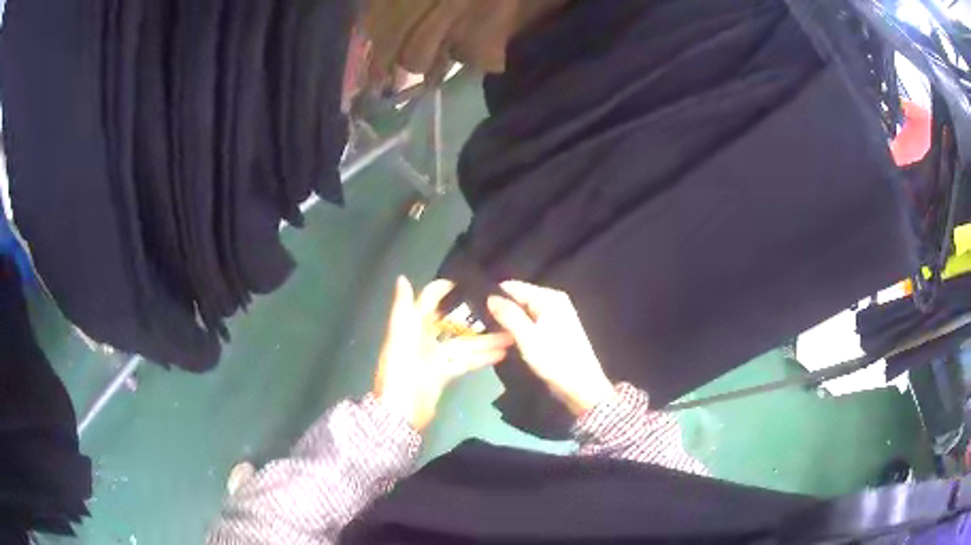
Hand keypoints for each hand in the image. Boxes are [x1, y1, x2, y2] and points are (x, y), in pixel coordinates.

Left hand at [374, 276, 512, 430]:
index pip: (429, 301)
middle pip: (452, 324)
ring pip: (463, 344)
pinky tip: (501, 354)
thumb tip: (402, 278)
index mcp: (411, 326)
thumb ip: (402, 308)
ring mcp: (435, 357)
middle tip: (501, 310)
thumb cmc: (399, 370)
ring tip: (510, 335)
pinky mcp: (444, 374)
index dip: (444, 290)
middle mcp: (424, 338)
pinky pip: (465, 362)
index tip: (470, 282)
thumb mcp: (398, 337)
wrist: (400, 412)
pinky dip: (481, 358)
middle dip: (474, 318)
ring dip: (485, 340)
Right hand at [487, 281, 614, 416]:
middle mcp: (554, 301)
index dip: (494, 295)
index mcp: (549, 298)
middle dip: (501, 307)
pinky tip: (507, 337)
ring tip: (488, 329)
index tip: (474, 306)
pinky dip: (519, 327)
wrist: (581, 386)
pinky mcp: (556, 329)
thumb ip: (508, 315)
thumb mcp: (527, 337)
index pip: (514, 286)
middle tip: (479, 321)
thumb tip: (490, 297)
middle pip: (520, 297)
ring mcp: (557, 315)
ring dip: (509, 319)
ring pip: (524, 310)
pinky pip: (531, 321)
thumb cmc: (555, 360)